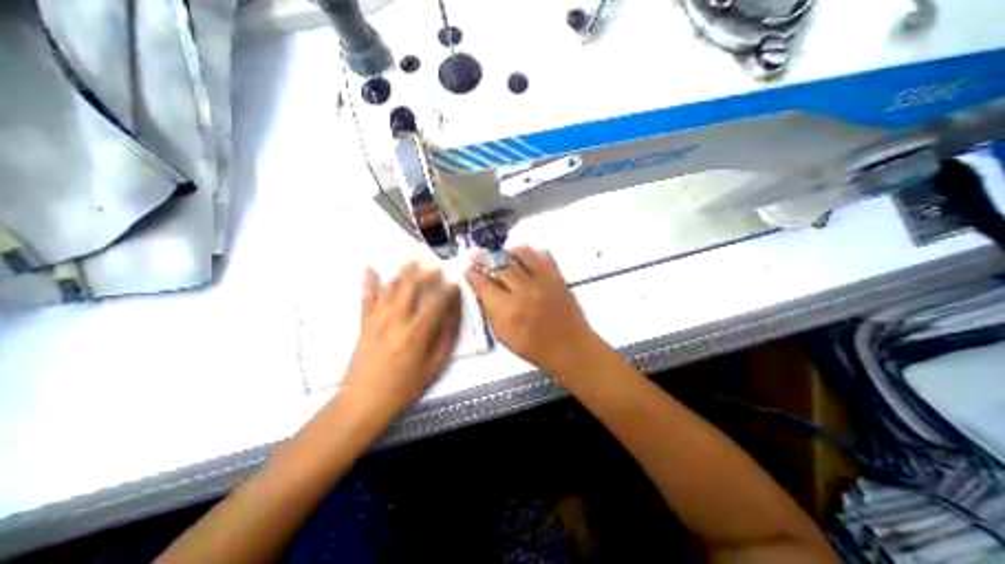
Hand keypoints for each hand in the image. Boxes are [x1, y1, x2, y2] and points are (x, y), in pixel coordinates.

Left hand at [338, 263, 463, 423]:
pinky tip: (369, 267)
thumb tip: (453, 314)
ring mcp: (377, 318)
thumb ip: (446, 338)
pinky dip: (368, 281)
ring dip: (403, 270)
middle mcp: (397, 319)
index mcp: (417, 332)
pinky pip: (366, 297)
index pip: (436, 301)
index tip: (455, 280)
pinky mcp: (364, 322)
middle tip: (435, 263)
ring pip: (391, 287)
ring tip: (412, 258)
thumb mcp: (434, 367)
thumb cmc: (404, 387)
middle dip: (425, 272)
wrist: (362, 401)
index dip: (448, 288)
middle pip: (412, 287)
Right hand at [464, 247, 603, 376]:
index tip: (469, 269)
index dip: (473, 274)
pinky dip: (531, 253)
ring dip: (508, 252)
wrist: (571, 348)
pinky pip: (542, 254)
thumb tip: (483, 290)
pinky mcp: (557, 276)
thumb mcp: (504, 337)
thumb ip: (491, 312)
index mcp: (508, 310)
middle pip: (500, 264)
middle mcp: (524, 291)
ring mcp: (543, 281)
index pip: (483, 284)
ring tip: (504, 257)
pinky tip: (526, 260)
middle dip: (485, 257)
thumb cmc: (535, 348)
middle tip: (479, 256)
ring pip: (521, 253)